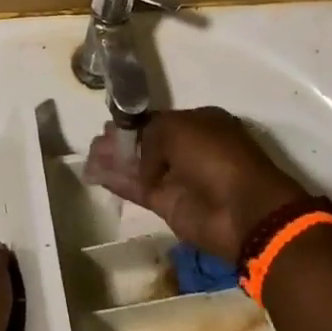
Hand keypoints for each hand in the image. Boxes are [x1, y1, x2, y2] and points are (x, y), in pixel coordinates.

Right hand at [83, 107, 304, 261]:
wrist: (243, 210)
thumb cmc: (215, 156)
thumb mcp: (178, 128)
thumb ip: (148, 133)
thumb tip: (135, 152)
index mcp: (200, 123)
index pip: (158, 120)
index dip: (133, 123)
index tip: (109, 124)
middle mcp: (188, 149)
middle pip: (145, 143)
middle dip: (120, 142)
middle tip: (95, 142)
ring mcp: (178, 178)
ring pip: (139, 167)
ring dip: (114, 162)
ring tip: (88, 157)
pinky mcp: (169, 206)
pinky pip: (138, 189)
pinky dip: (118, 182)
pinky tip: (95, 175)